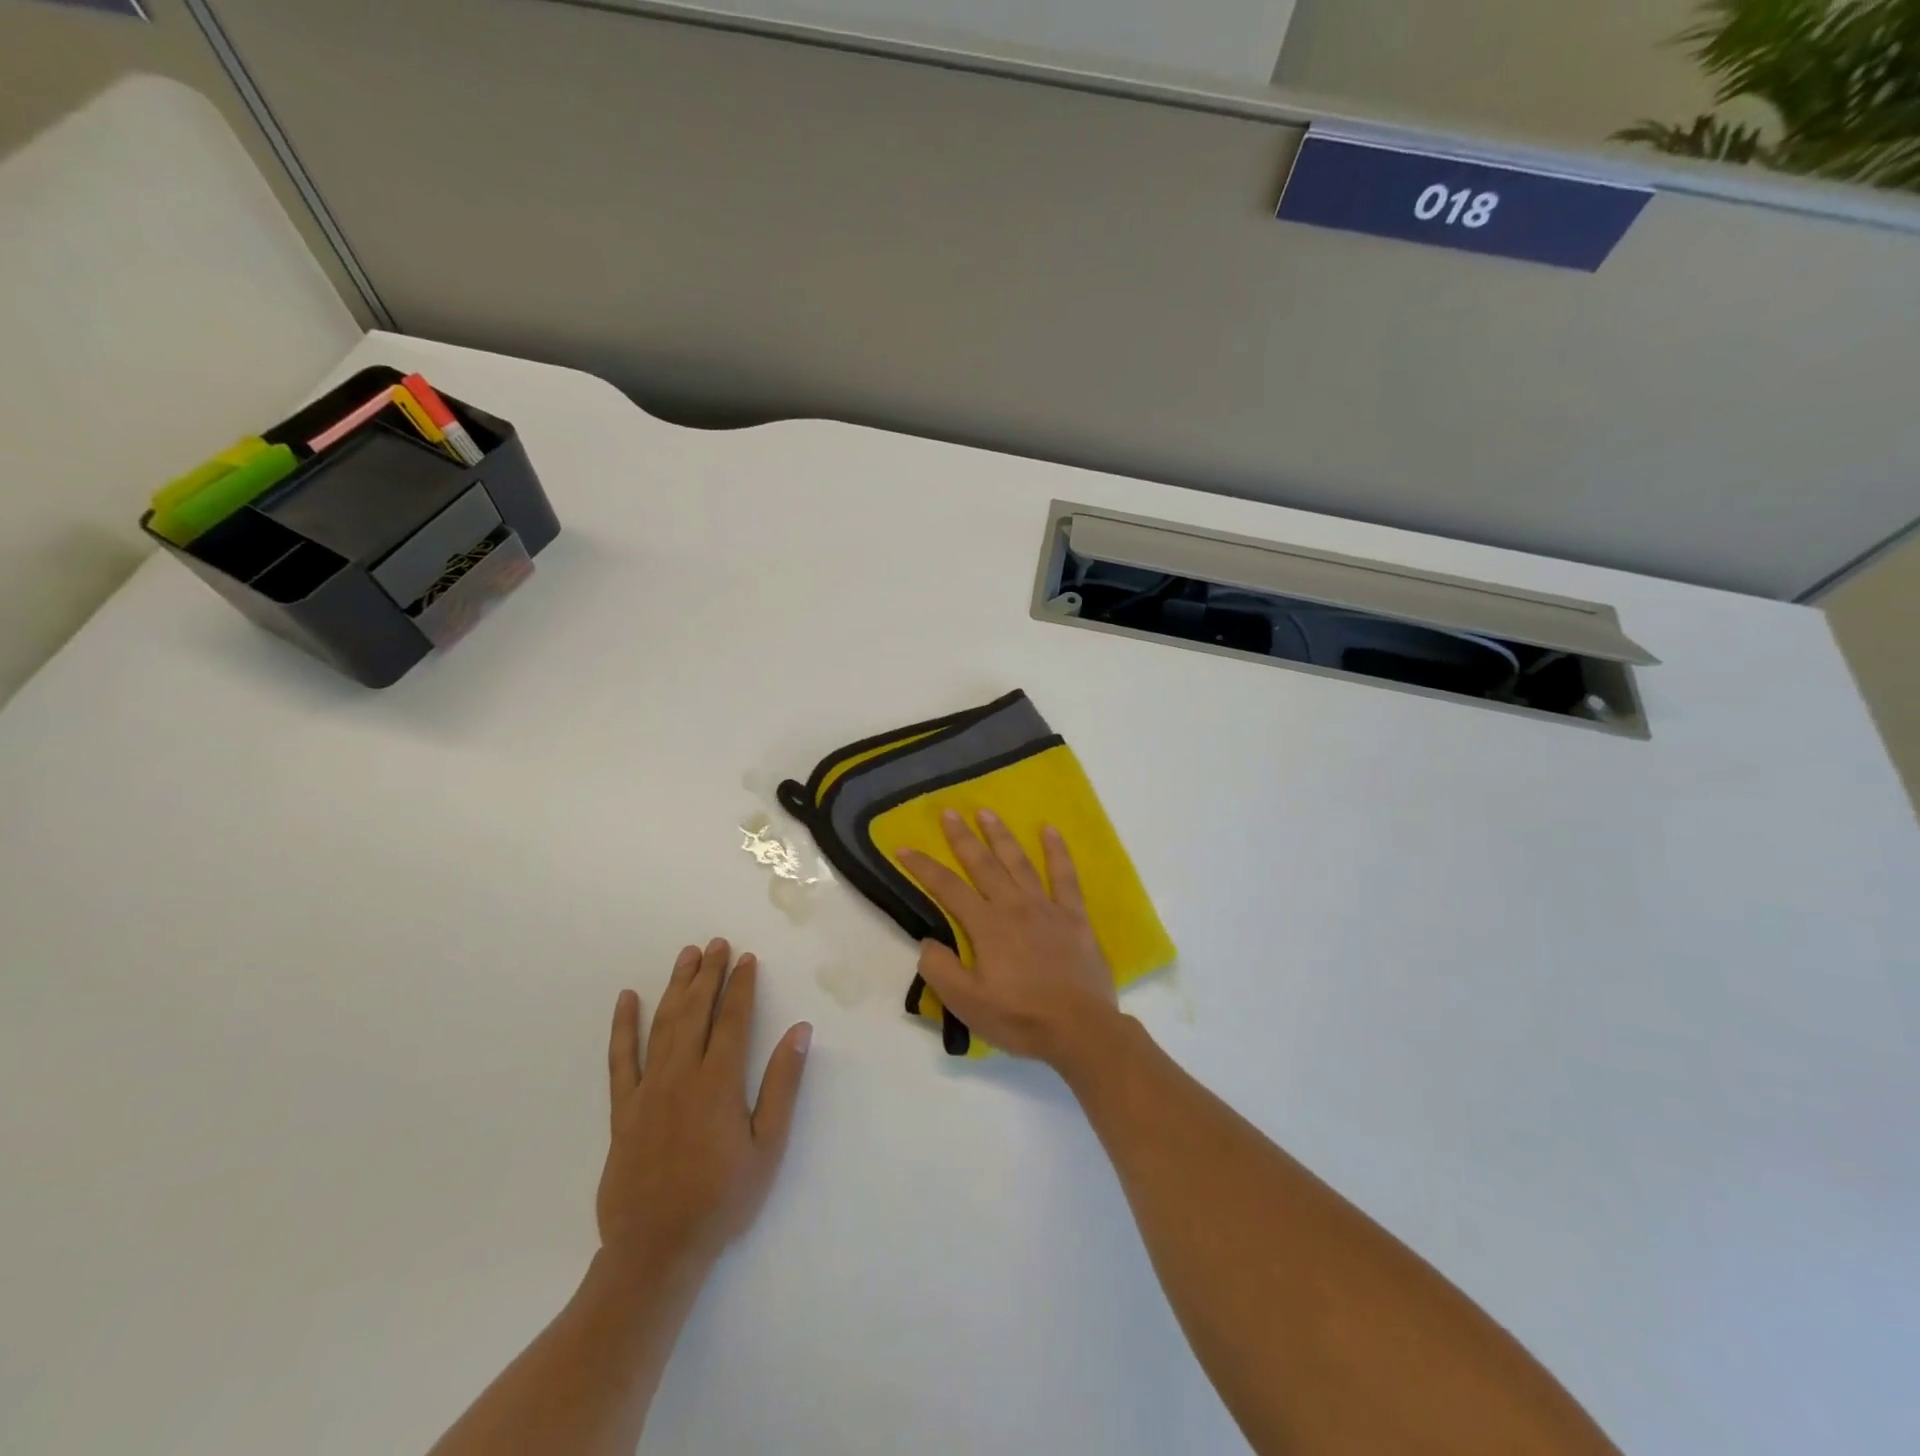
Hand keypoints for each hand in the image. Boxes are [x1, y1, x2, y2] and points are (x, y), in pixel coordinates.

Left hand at [596, 939, 811, 1273]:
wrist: (656, 1250)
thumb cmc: (723, 1199)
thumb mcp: (768, 1146)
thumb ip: (783, 1085)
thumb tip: (800, 1032)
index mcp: (718, 1083)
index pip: (732, 1020)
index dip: (741, 986)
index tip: (746, 959)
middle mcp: (681, 1075)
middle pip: (696, 1012)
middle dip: (708, 974)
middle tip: (717, 944)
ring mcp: (647, 1090)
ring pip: (662, 1024)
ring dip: (675, 986)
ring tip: (686, 956)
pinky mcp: (622, 1110)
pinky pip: (620, 1059)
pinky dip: (623, 1027)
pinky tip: (626, 1000)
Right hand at [898, 811, 1119, 1064]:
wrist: (1080, 1029)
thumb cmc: (1020, 1018)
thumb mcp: (967, 1004)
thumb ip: (940, 970)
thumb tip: (928, 942)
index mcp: (986, 925)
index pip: (947, 888)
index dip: (923, 867)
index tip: (904, 847)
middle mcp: (1014, 906)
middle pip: (982, 864)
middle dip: (962, 837)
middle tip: (948, 812)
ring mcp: (1046, 908)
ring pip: (1019, 862)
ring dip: (1001, 836)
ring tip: (986, 812)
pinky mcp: (1074, 916)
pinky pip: (1065, 876)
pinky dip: (1057, 851)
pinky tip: (1049, 830)